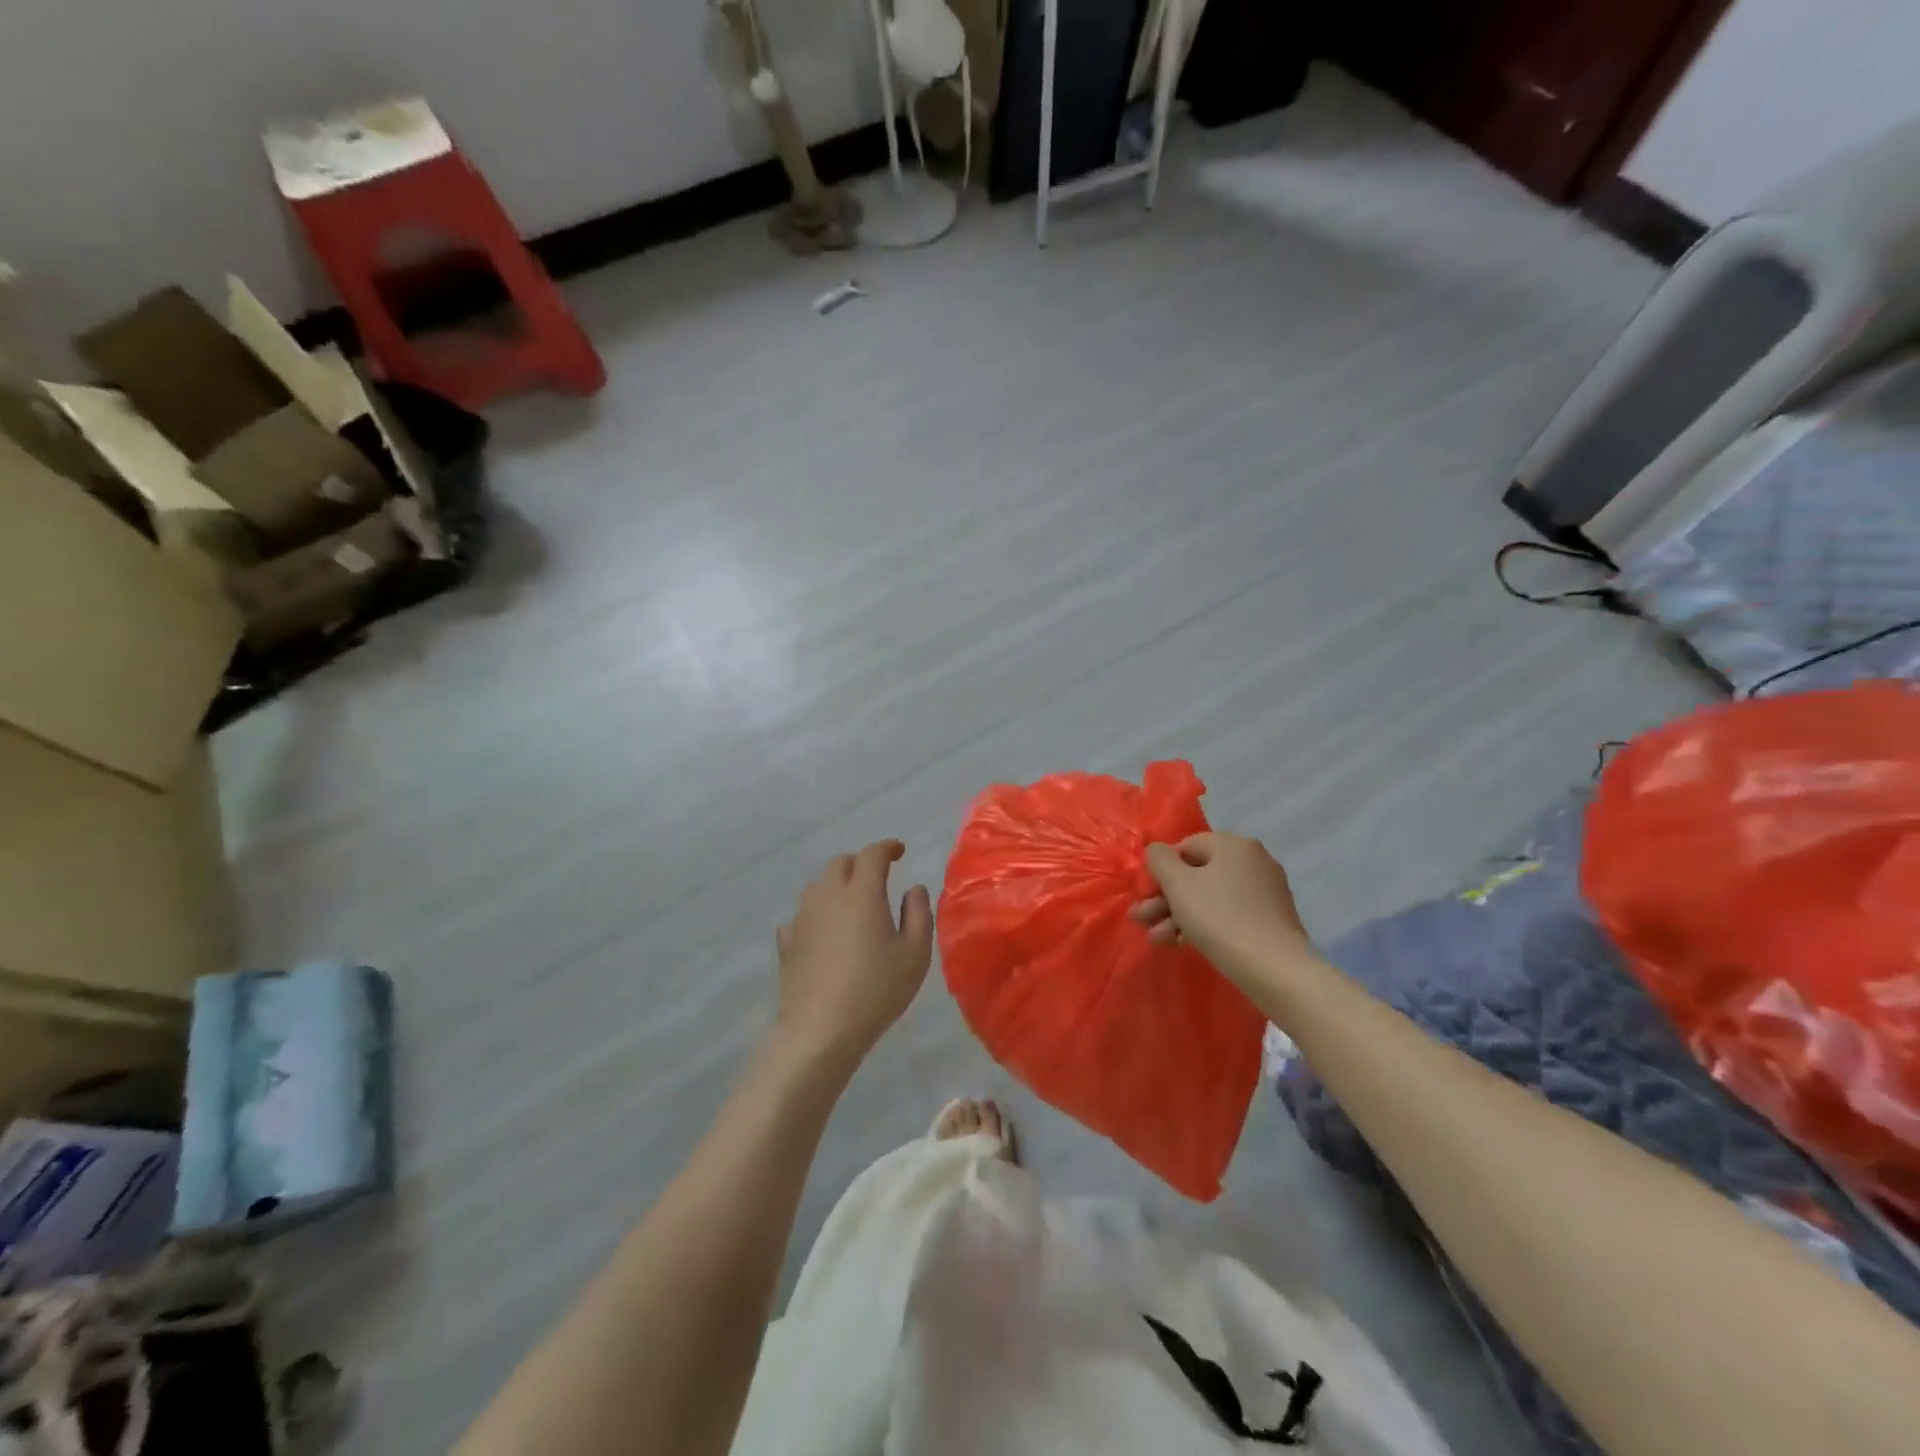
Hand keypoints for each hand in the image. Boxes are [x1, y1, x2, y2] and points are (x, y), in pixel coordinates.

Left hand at [773, 840, 933, 1070]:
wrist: (820, 1030)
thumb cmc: (876, 990)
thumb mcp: (915, 954)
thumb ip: (918, 914)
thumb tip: (913, 889)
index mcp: (862, 893)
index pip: (872, 855)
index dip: (887, 848)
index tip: (899, 851)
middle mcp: (828, 896)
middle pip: (840, 863)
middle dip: (860, 863)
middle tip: (877, 877)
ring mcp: (803, 918)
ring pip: (818, 885)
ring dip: (837, 884)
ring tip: (852, 902)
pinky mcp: (787, 942)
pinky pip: (802, 915)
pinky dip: (817, 913)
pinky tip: (824, 930)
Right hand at [1132, 832, 1310, 982]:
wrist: (1273, 968)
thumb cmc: (1219, 917)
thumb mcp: (1177, 884)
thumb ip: (1159, 859)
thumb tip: (1157, 851)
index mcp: (1233, 845)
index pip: (1186, 846)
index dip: (1161, 870)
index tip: (1146, 896)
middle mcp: (1253, 860)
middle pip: (1197, 874)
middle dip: (1165, 898)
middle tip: (1142, 920)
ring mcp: (1265, 891)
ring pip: (1210, 897)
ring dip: (1178, 915)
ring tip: (1157, 939)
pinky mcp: (1270, 919)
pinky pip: (1228, 913)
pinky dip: (1204, 924)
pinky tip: (1182, 943)